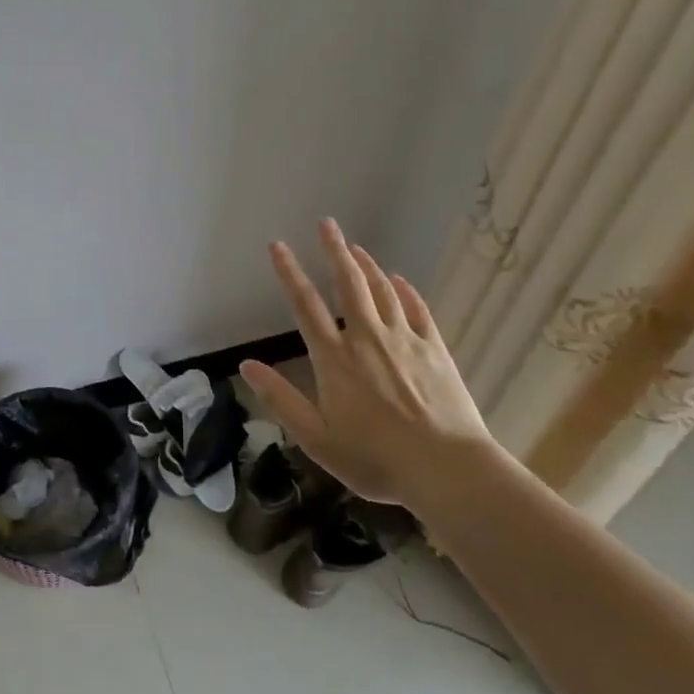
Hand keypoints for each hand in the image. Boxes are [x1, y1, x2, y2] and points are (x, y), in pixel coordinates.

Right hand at [240, 219, 497, 505]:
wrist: (446, 469)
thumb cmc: (374, 459)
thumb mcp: (315, 438)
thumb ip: (280, 398)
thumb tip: (247, 365)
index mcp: (334, 360)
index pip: (305, 306)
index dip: (290, 273)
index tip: (278, 245)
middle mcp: (366, 339)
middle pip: (348, 284)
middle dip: (334, 251)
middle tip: (327, 223)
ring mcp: (404, 341)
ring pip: (382, 291)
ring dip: (367, 265)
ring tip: (355, 247)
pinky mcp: (435, 350)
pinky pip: (417, 310)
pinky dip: (404, 291)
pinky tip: (398, 280)